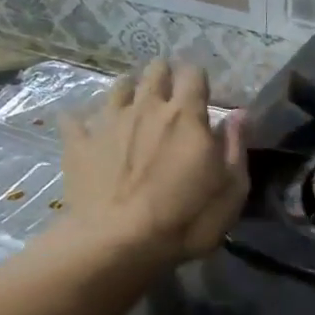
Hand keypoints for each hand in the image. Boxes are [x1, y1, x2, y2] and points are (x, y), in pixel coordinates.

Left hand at [57, 60, 247, 264]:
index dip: (198, 80)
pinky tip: (87, 131)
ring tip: (134, 108)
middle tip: (170, 97)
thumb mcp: (232, 190)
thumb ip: (236, 147)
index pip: (193, 74)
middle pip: (155, 71)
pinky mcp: (78, 144)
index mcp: (186, 116)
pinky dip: (83, 122)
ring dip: (129, 91)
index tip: (202, 95)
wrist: (118, 243)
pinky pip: (75, 120)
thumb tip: (239, 114)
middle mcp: (146, 107)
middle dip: (164, 76)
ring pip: (117, 87)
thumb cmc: (186, 219)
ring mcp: (108, 123)